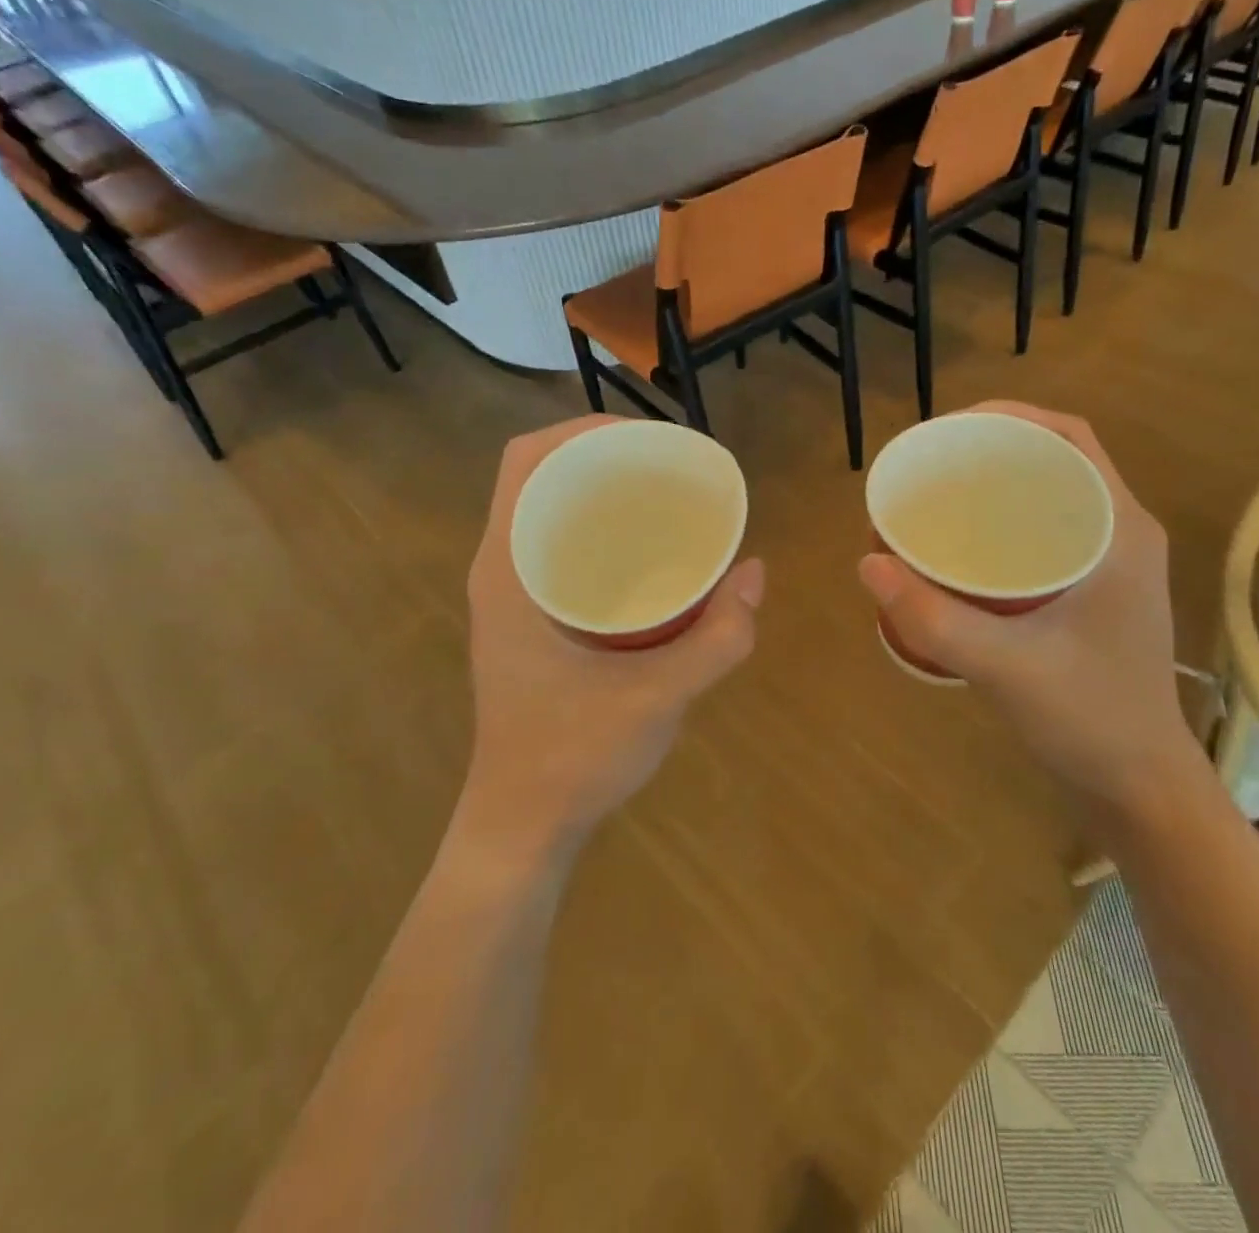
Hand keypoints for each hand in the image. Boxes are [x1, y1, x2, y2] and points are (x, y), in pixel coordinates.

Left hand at [465, 417, 764, 849]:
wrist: (522, 827)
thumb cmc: (571, 760)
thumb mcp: (657, 698)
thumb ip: (717, 639)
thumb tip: (757, 575)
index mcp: (508, 571)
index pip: (525, 461)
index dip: (581, 430)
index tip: (647, 438)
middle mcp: (501, 571)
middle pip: (541, 477)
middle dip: (602, 456)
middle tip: (670, 467)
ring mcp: (511, 597)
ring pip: (550, 513)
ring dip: (601, 493)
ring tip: (665, 497)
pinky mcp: (528, 621)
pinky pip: (559, 549)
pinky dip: (601, 532)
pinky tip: (649, 554)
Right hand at [858, 402, 1193, 815]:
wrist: (1138, 786)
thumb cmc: (1090, 719)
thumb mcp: (1006, 667)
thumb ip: (935, 619)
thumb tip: (867, 562)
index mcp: (1120, 529)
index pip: (1070, 438)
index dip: (1010, 417)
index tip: (947, 429)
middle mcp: (1119, 533)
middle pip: (1053, 461)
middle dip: (990, 451)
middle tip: (928, 467)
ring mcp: (1107, 564)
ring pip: (1046, 498)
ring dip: (994, 487)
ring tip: (935, 498)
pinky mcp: (1090, 592)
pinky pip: (1042, 533)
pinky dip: (1000, 525)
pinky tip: (959, 548)